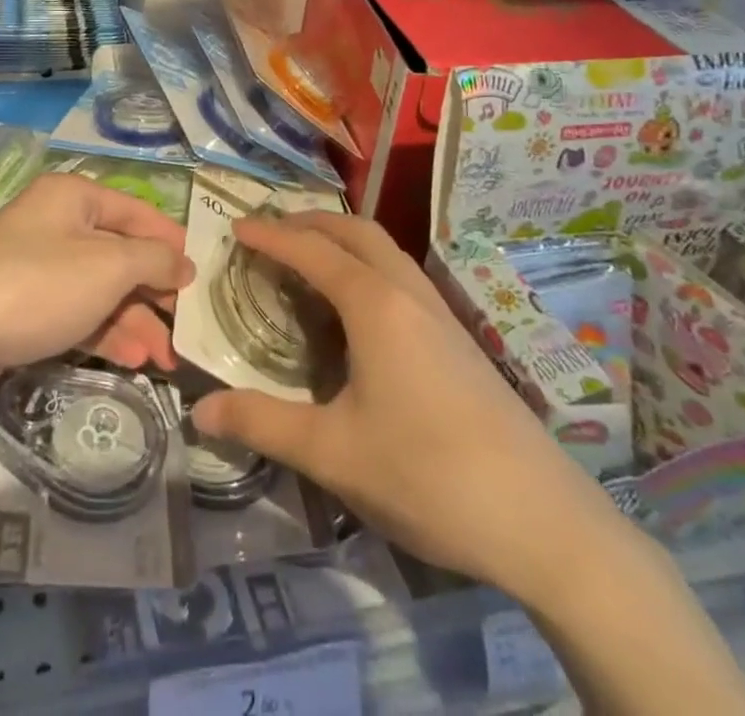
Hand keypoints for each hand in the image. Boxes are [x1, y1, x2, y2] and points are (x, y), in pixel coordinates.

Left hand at [0, 173, 192, 418]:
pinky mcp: (24, 308)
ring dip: (134, 320)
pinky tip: (133, 360)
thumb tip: (184, 263)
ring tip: (166, 359)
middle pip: (119, 254)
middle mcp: (55, 225)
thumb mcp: (107, 267)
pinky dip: (105, 333)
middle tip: (187, 328)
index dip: (171, 241)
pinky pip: (76, 314)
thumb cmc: (37, 287)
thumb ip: (154, 261)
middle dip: (154, 292)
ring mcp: (37, 268)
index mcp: (73, 197)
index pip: (136, 212)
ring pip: (100, 289)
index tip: (202, 274)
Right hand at [191, 212, 625, 605]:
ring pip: (386, 251)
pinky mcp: (461, 340)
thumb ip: (263, 424)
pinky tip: (359, 312)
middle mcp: (408, 294)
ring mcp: (441, 314)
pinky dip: (367, 267)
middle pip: (356, 232)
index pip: (312, 252)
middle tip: (271, 234)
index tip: (237, 228)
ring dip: (343, 242)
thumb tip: (199, 411)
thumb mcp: (333, 453)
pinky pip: (402, 277)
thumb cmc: (428, 475)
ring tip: (309, 263)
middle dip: (310, 224)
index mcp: (375, 305)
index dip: (271, 236)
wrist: (545, 522)